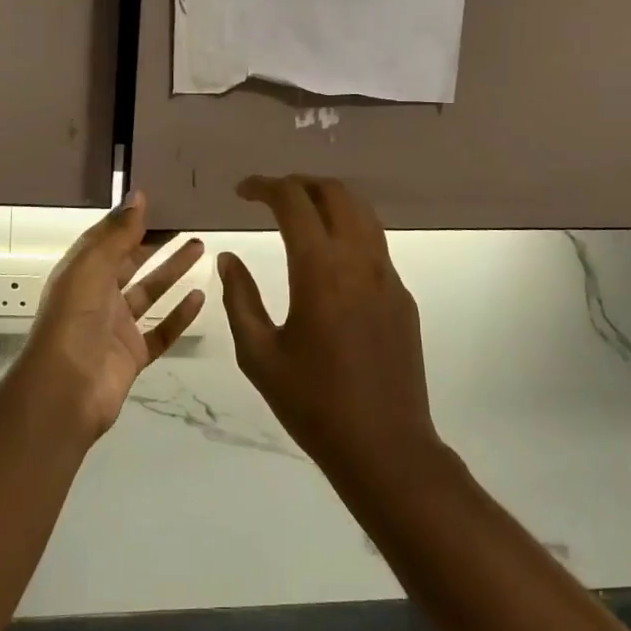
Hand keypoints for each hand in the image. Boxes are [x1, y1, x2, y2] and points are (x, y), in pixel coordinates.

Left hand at [19, 192, 205, 439]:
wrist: (66, 391)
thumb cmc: (74, 320)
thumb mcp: (92, 267)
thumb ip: (118, 234)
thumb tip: (139, 195)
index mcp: (82, 273)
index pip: (109, 239)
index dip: (132, 220)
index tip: (162, 200)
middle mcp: (98, 296)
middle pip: (132, 262)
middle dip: (156, 241)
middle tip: (188, 221)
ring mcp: (117, 327)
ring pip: (150, 292)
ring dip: (173, 271)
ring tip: (200, 247)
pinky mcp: (134, 354)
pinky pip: (161, 330)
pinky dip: (180, 315)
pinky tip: (200, 296)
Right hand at [217, 175, 441, 482]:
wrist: (385, 446)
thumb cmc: (312, 403)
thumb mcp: (259, 355)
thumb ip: (240, 298)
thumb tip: (228, 258)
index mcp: (319, 270)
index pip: (293, 201)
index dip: (264, 186)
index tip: (242, 191)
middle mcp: (359, 260)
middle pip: (335, 193)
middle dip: (300, 184)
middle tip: (271, 196)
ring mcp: (387, 276)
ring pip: (362, 213)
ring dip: (328, 201)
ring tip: (299, 215)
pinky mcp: (402, 296)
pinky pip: (375, 244)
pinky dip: (348, 230)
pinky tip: (329, 258)